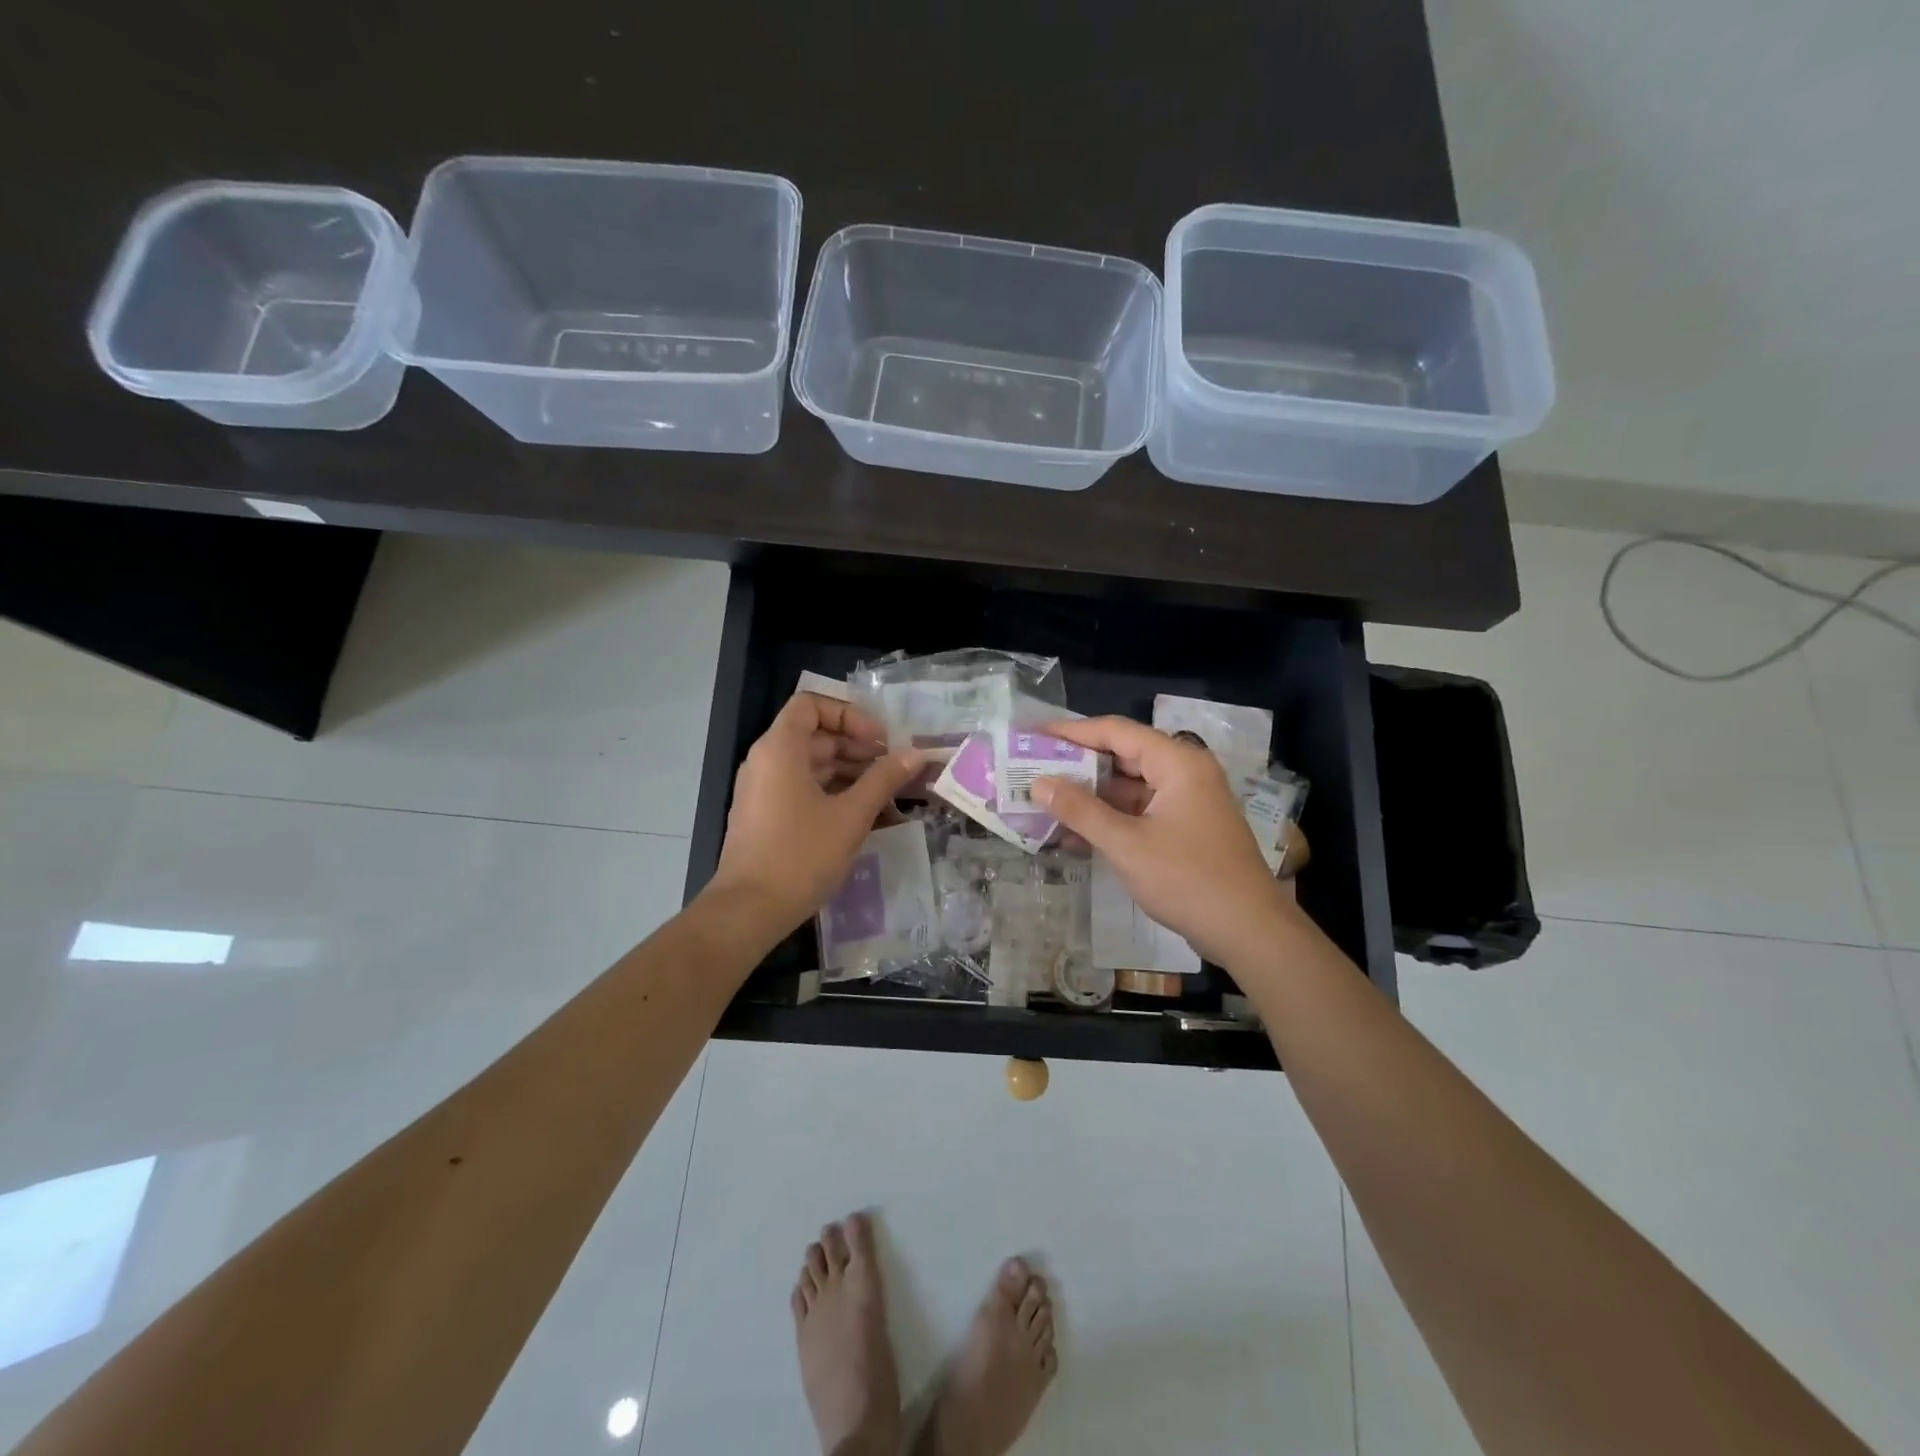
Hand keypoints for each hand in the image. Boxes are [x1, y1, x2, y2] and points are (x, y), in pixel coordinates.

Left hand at [704, 692, 925, 940]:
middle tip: (892, 769)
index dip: (849, 716)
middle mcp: (766, 761)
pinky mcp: (765, 815)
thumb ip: (884, 779)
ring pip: (811, 765)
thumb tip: (916, 754)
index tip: (879, 741)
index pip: (812, 705)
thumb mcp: (851, 815)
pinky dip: (832, 792)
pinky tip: (862, 815)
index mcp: (780, 749)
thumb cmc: (800, 855)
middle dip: (857, 747)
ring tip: (886, 794)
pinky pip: (801, 788)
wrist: (749, 910)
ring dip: (849, 772)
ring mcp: (762, 790)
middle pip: (815, 735)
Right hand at [1032, 716, 1295, 966]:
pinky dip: (1109, 821)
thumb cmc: (1188, 880)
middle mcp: (1184, 773)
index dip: (1071, 732)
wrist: (1249, 932)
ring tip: (1043, 804)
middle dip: (1076, 767)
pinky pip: (1139, 813)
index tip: (1033, 736)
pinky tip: (1073, 835)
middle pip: (1122, 757)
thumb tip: (1038, 783)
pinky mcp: (1185, 829)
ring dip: (1089, 798)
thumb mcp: (1126, 844)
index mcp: (1177, 763)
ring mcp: (1186, 803)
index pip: (1115, 731)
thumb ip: (1080, 810)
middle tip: (1032, 771)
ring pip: (1128, 789)